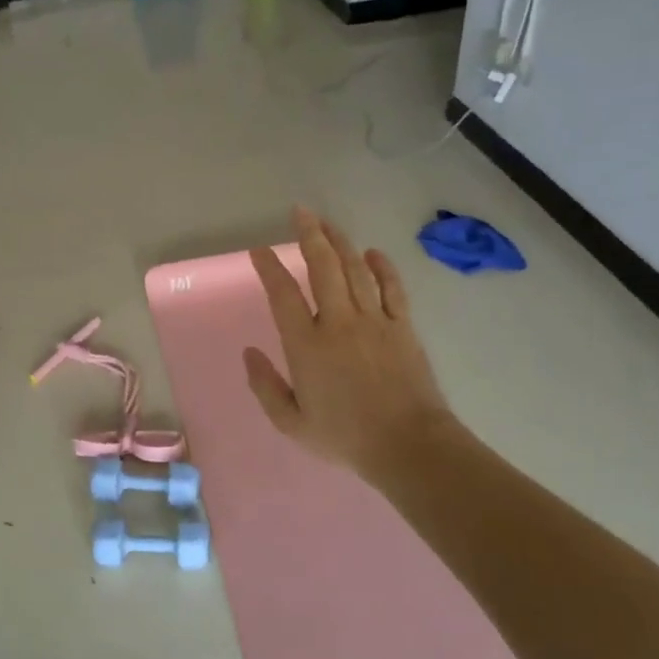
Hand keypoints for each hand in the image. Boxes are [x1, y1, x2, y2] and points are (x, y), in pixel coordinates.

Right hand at [244, 208, 455, 480]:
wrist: (408, 445)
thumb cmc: (345, 437)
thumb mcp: (291, 423)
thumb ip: (265, 386)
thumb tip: (250, 353)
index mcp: (306, 345)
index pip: (283, 294)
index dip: (269, 268)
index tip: (260, 251)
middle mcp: (338, 323)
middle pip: (323, 267)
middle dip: (309, 235)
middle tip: (300, 212)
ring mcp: (374, 321)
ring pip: (355, 270)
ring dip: (340, 242)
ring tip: (327, 222)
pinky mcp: (402, 327)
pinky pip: (391, 288)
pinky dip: (382, 267)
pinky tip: (372, 252)